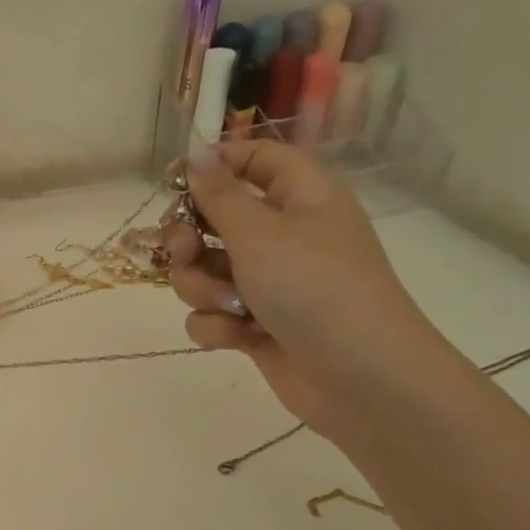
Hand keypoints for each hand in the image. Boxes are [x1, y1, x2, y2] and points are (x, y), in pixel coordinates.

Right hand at [162, 141, 449, 435]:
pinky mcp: (256, 325)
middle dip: (188, 239)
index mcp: (299, 197)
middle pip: (213, 219)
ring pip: (204, 271)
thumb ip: (218, 194)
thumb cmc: (314, 288)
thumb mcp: (260, 232)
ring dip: (202, 288)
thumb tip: (196, 152)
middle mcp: (283, 235)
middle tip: (185, 251)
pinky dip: (217, 324)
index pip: (252, 159)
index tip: (168, 181)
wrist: (360, 377)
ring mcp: (268, 282)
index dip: (211, 165)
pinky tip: (236, 337)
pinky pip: (213, 313)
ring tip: (227, 305)